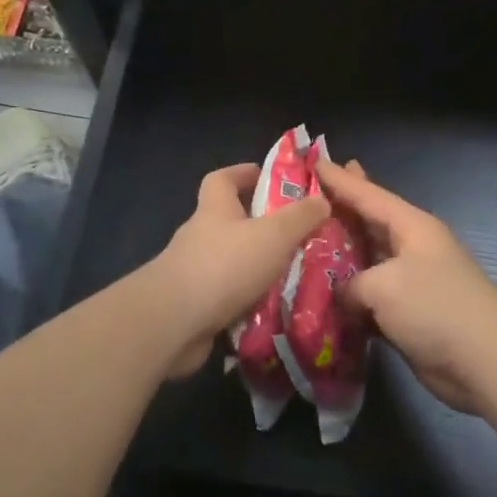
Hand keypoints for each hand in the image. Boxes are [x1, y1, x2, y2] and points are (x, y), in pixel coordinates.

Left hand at [147, 164, 329, 378]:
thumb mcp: (274, 234)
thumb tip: (322, 199)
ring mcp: (193, 273)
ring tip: (294, 277)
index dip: (243, 173)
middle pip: (229, 222)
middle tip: (296, 236)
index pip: (222, 179)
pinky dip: (248, 302)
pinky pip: (227, 297)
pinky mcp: (193, 307)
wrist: (173, 322)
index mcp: (214, 210)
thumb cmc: (225, 265)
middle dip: (260, 227)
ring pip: (231, 262)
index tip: (267, 177)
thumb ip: (301, 216)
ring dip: (257, 268)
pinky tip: (274, 312)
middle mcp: (200, 236)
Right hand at [316, 159, 496, 413]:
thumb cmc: (437, 308)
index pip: (368, 195)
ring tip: (307, 241)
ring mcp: (410, 282)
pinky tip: (322, 294)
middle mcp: (411, 248)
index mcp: (411, 227)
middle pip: (368, 222)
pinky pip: (369, 296)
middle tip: (311, 192)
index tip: (314, 162)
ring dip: (339, 255)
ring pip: (366, 260)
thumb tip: (343, 295)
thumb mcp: (384, 287)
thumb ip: (351, 284)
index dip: (340, 180)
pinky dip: (348, 295)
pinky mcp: (407, 314)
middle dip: (342, 207)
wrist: (486, 362)